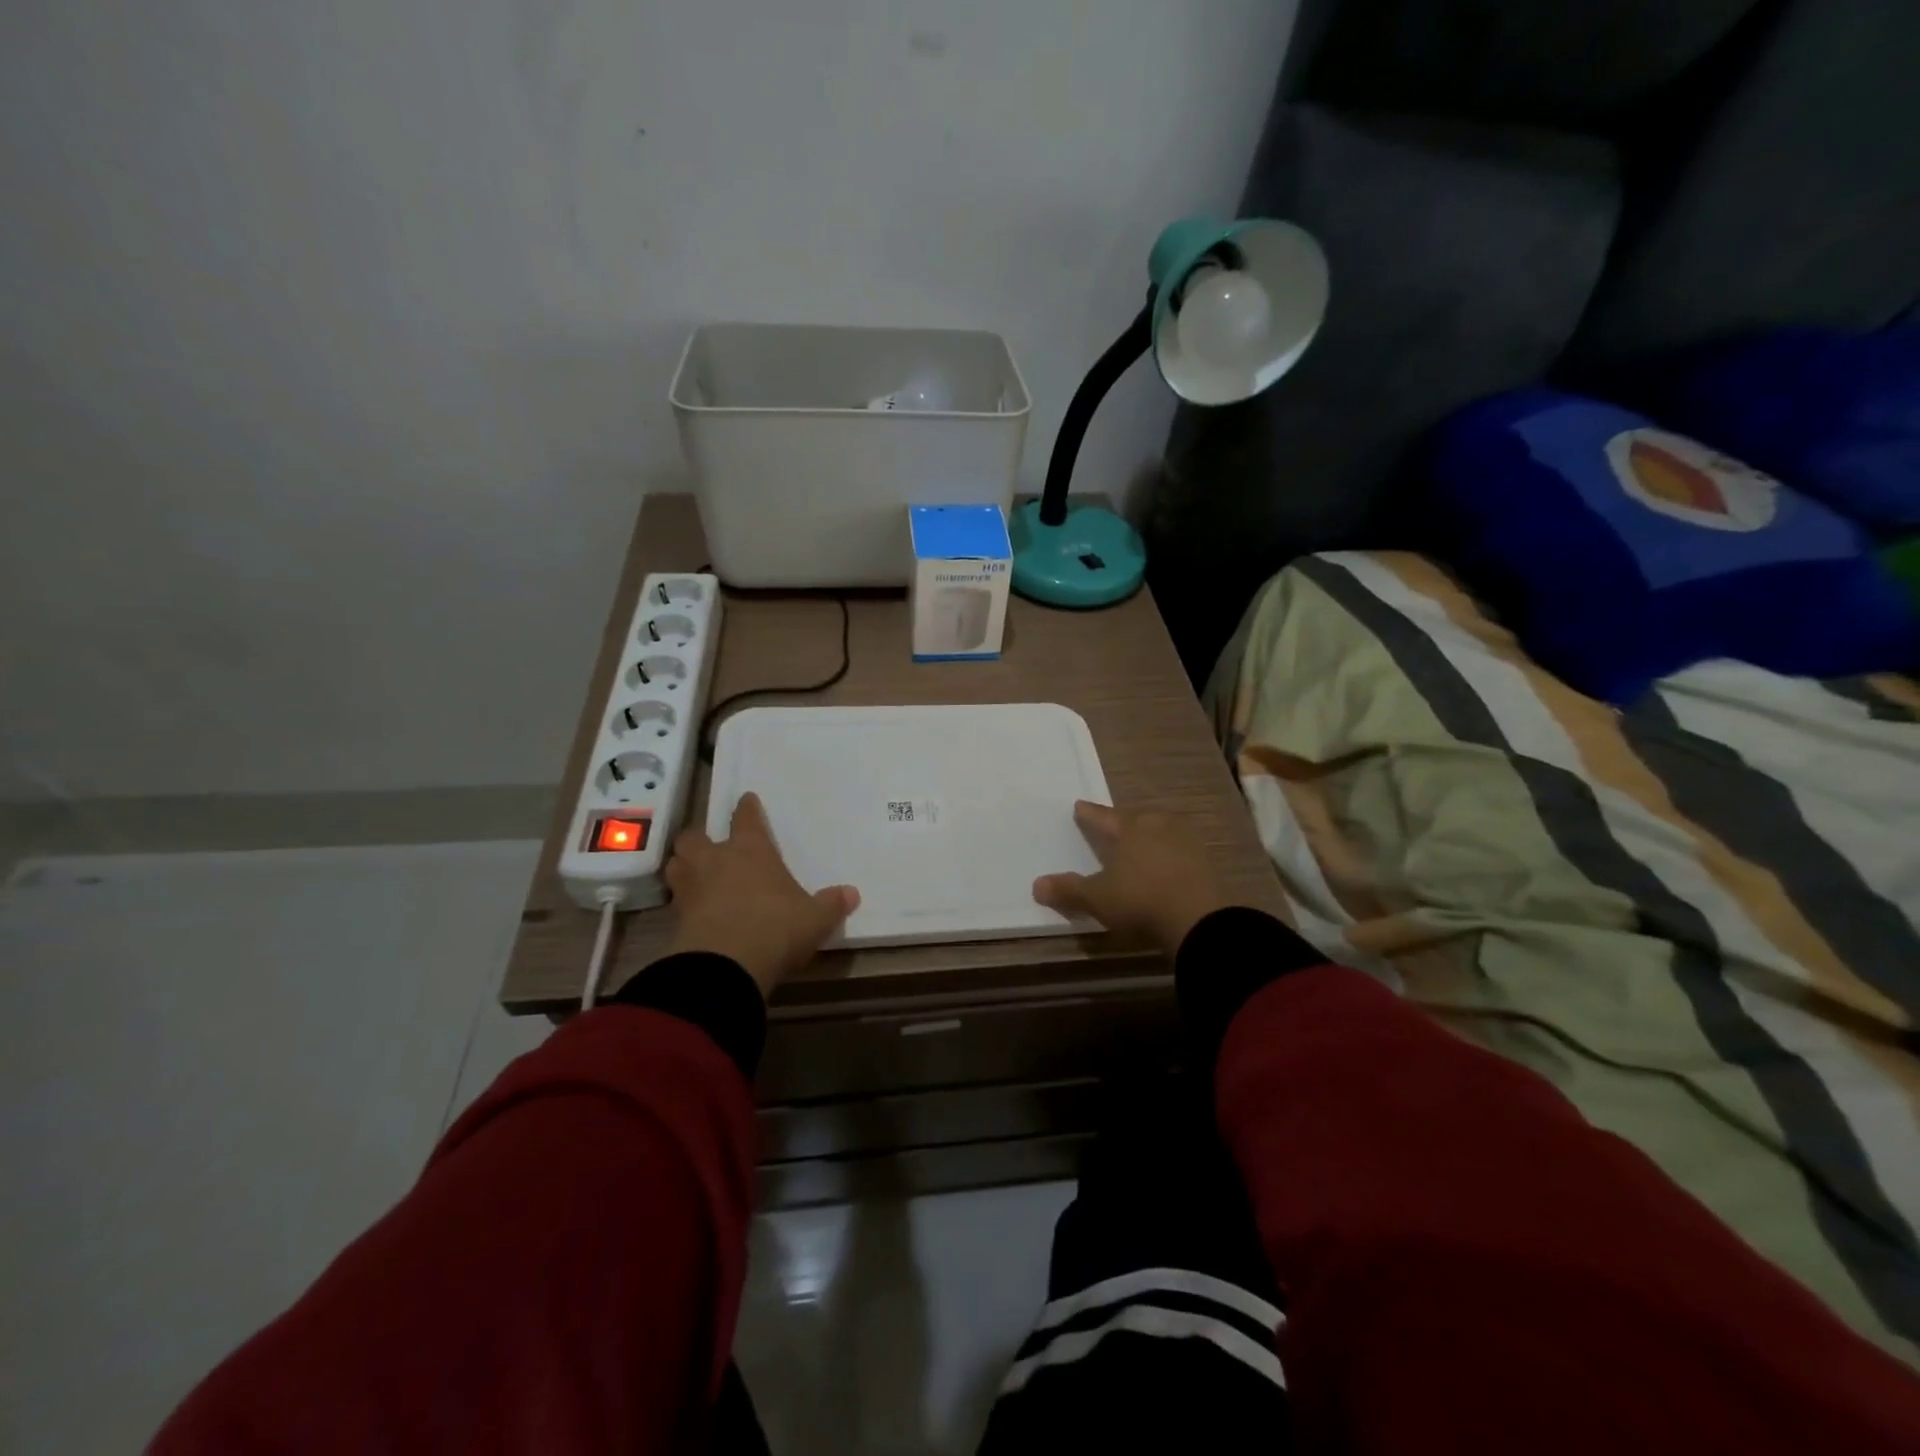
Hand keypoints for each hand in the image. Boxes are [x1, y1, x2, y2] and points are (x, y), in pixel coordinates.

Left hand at [665, 792, 859, 996]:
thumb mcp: (813, 920)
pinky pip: (676, 901)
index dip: (747, 808)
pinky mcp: (676, 919)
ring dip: (684, 866)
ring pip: (676, 865)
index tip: (747, 800)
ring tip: (696, 875)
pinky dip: (683, 902)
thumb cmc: (775, 929)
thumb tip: (852, 893)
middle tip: (710, 847)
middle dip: (700, 839)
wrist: (724, 968)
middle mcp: (715, 861)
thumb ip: (831, 905)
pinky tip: (695, 910)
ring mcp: (691, 889)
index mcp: (750, 851)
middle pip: (694, 837)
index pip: (745, 818)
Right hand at [1033, 800, 1235, 955]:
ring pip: (1161, 832)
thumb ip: (1069, 890)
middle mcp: (1157, 826)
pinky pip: (1180, 851)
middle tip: (1114, 826)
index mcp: (1129, 829)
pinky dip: (1170, 856)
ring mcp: (1186, 842)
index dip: (1088, 814)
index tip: (1079, 805)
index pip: (1102, 817)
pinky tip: (1166, 866)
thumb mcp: (1098, 899)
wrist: (1201, 920)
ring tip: (1141, 845)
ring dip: (1150, 837)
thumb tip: (1036, 885)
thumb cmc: (1141, 901)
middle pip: (1136, 819)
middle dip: (1124, 822)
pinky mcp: (1206, 862)